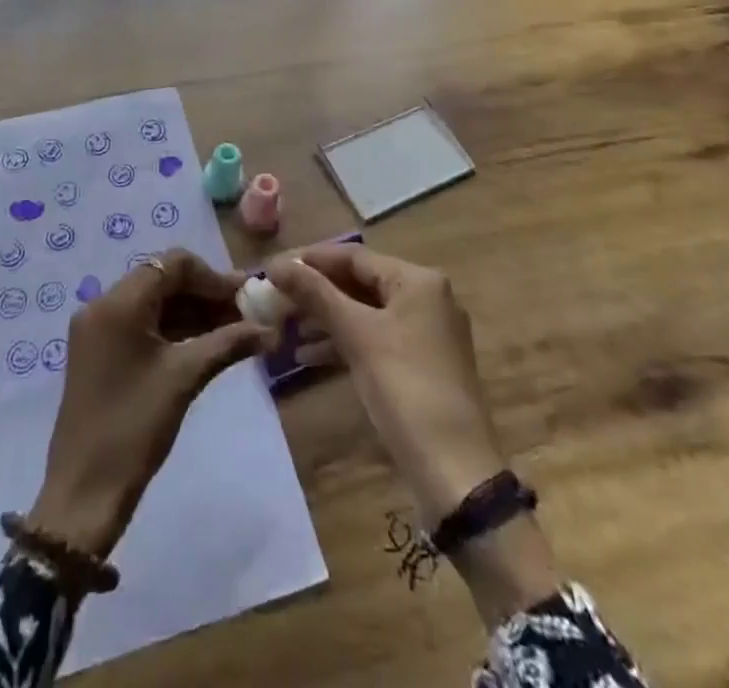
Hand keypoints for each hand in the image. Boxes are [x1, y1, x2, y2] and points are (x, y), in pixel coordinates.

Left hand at [30, 250, 273, 559]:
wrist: (83, 494)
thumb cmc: (134, 428)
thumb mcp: (185, 378)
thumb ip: (228, 343)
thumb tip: (270, 330)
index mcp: (118, 302)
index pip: (172, 264)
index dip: (213, 277)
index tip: (246, 297)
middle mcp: (102, 304)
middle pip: (163, 279)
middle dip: (205, 294)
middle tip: (246, 314)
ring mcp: (97, 329)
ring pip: (153, 303)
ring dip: (192, 312)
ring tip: (233, 331)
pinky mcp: (98, 351)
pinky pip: (141, 324)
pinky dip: (172, 329)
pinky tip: (205, 345)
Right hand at [270, 245, 505, 523]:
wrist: (455, 471)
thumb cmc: (405, 388)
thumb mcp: (357, 335)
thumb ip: (316, 294)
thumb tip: (275, 264)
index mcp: (418, 280)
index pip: (354, 256)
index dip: (312, 260)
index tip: (273, 269)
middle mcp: (426, 297)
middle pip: (360, 283)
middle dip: (317, 292)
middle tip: (276, 300)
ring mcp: (426, 333)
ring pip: (365, 312)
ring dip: (326, 318)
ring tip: (286, 329)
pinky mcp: (421, 364)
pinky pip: (375, 339)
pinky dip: (344, 342)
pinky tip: (308, 357)